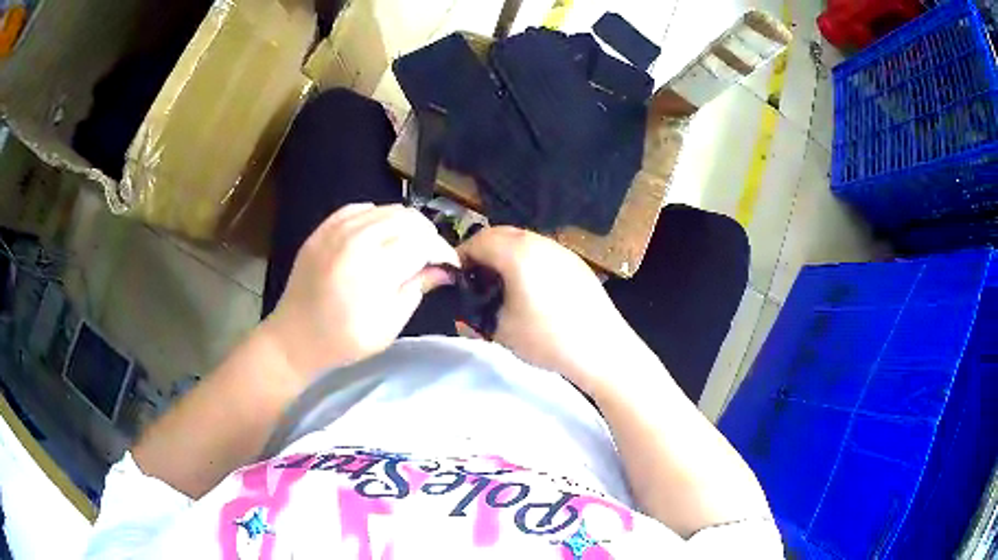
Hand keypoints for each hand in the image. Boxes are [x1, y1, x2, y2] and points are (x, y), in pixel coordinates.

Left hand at [261, 203, 458, 377]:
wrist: (295, 337)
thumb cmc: (345, 339)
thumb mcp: (389, 323)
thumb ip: (416, 289)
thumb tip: (443, 270)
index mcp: (375, 267)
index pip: (423, 242)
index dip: (443, 251)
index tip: (451, 265)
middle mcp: (357, 239)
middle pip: (408, 219)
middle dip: (428, 235)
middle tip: (431, 258)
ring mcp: (336, 230)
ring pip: (386, 210)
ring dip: (405, 225)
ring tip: (409, 247)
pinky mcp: (322, 229)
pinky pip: (358, 209)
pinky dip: (377, 217)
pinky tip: (379, 235)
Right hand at [458, 227, 648, 394]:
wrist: (602, 349)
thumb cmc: (547, 338)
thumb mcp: (501, 330)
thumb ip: (475, 317)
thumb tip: (463, 315)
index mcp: (518, 252)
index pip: (478, 240)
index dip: (461, 257)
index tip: (456, 279)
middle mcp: (540, 242)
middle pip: (501, 235)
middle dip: (483, 254)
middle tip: (476, 281)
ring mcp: (561, 251)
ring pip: (524, 242)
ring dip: (505, 256)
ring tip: (502, 287)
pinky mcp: (576, 264)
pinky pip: (543, 253)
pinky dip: (528, 262)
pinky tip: (531, 291)